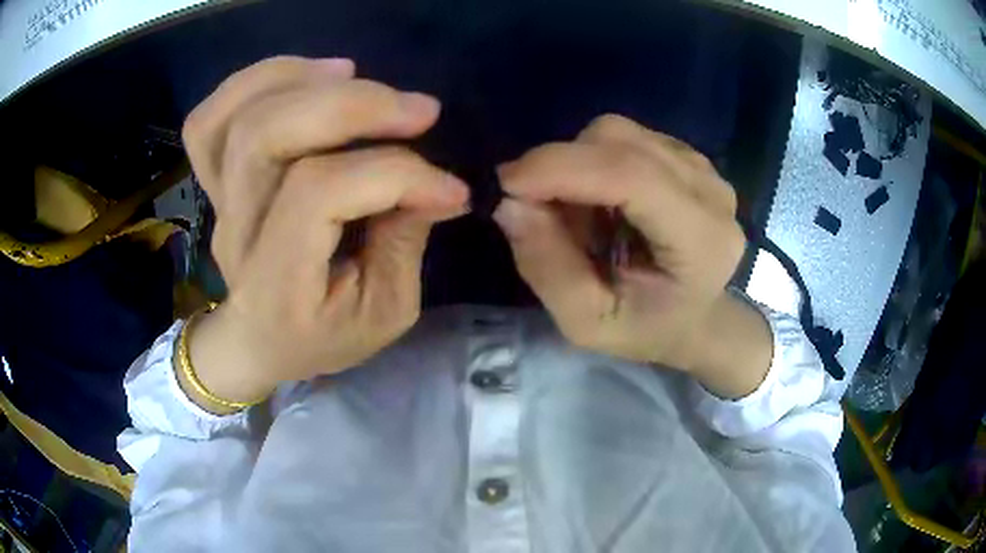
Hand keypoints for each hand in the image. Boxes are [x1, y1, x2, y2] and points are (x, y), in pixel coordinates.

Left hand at [179, 57, 468, 412]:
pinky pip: (208, 121)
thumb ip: (405, 243)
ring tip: (355, 75)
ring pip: (233, 118)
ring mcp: (218, 202)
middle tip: (419, 109)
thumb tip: (435, 182)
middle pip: (266, 137)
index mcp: (277, 283)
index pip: (319, 194)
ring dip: (299, 79)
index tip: (449, 188)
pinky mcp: (215, 182)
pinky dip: (254, 83)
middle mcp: (237, 234)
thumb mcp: (383, 313)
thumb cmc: (323, 336)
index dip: (394, 174)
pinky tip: (306, 76)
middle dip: (349, 107)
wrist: (259, 343)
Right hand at [494, 114, 771, 397]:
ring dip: (578, 165)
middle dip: (561, 167)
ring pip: (619, 133)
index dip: (562, 168)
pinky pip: (626, 137)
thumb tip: (510, 203)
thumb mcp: (585, 323)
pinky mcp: (688, 156)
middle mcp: (711, 193)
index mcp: (703, 241)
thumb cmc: (644, 329)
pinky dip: (595, 161)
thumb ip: (548, 267)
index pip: (633, 177)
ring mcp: (704, 168)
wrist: (691, 318)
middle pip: (620, 143)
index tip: (507, 184)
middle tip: (535, 208)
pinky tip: (604, 200)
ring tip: (580, 214)